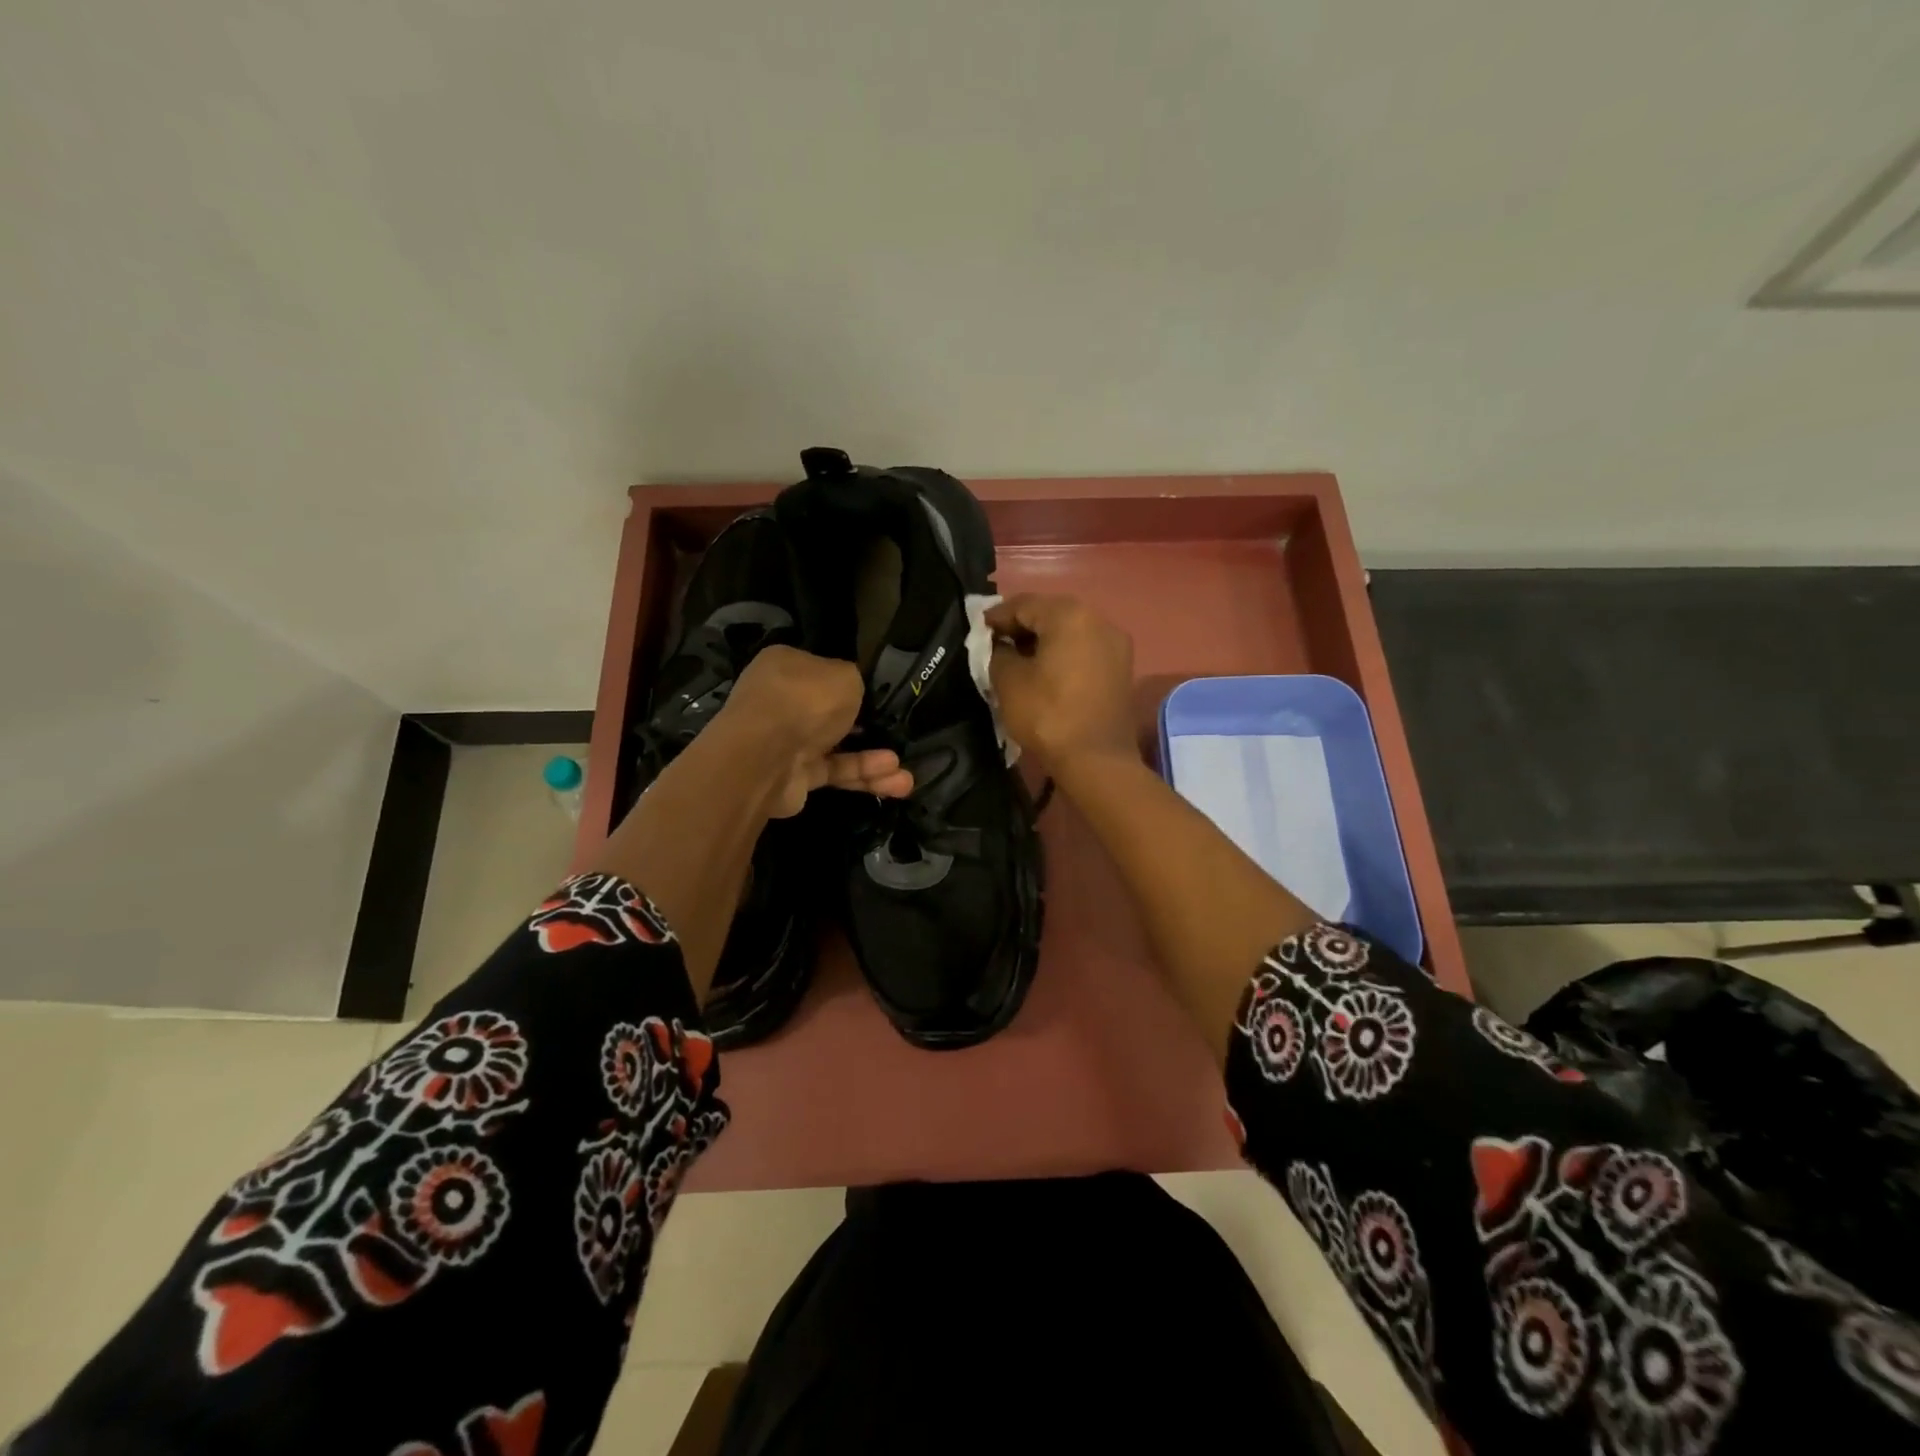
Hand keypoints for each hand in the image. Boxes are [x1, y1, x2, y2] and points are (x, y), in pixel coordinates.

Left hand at [715, 645, 913, 817]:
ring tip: (907, 774)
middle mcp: (783, 702)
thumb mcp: (845, 675)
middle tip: (897, 734)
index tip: (881, 696)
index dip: (853, 684)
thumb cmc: (805, 700)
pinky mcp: (795, 776)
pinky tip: (896, 782)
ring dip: (873, 760)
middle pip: (832, 713)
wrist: (765, 756)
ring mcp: (787, 741)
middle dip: (868, 727)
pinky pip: (836, 772)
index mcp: (787, 667)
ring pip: (839, 748)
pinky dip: (864, 776)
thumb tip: (855, 692)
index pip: (823, 672)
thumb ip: (855, 681)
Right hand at [986, 594, 1136, 775]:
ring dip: (1043, 640)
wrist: (1096, 760)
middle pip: (1051, 613)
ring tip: (1019, 659)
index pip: (1024, 604)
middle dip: (1022, 626)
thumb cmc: (1048, 715)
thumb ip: (998, 652)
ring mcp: (1115, 644)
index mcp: (1069, 615)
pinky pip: (1085, 649)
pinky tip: (1046, 671)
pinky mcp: (1121, 667)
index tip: (979, 631)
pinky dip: (1063, 653)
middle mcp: (1098, 619)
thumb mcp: (1008, 681)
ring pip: (1070, 630)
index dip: (997, 616)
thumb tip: (1000, 646)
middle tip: (997, 644)